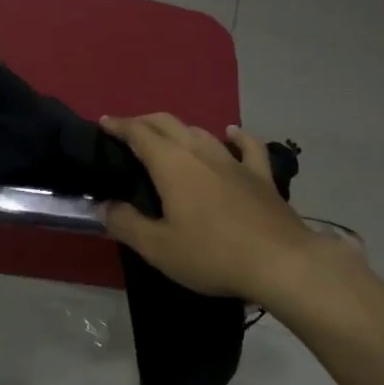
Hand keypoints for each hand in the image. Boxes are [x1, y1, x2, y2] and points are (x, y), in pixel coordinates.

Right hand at [100, 113, 360, 304]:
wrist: (281, 262)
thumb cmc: (213, 254)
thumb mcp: (159, 248)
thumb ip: (126, 224)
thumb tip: (102, 205)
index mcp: (171, 164)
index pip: (139, 133)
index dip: (119, 125)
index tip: (104, 122)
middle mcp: (200, 152)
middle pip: (168, 123)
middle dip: (145, 121)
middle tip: (129, 130)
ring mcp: (233, 161)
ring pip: (201, 132)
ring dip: (179, 129)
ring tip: (168, 136)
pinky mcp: (261, 175)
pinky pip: (247, 146)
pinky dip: (235, 136)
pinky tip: (231, 133)